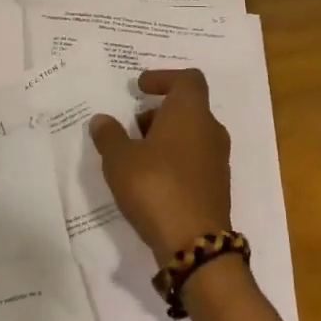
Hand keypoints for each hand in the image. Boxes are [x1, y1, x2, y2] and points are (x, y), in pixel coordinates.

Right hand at [89, 68, 232, 262]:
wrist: (194, 243)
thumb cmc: (156, 186)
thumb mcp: (120, 159)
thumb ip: (109, 135)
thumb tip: (102, 119)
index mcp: (191, 113)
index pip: (188, 79)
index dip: (164, 77)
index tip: (140, 87)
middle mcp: (210, 130)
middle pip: (188, 108)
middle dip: (159, 112)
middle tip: (132, 125)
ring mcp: (217, 160)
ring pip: (191, 135)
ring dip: (165, 137)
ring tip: (136, 154)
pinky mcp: (216, 186)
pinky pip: (194, 160)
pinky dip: (174, 159)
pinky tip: (151, 179)